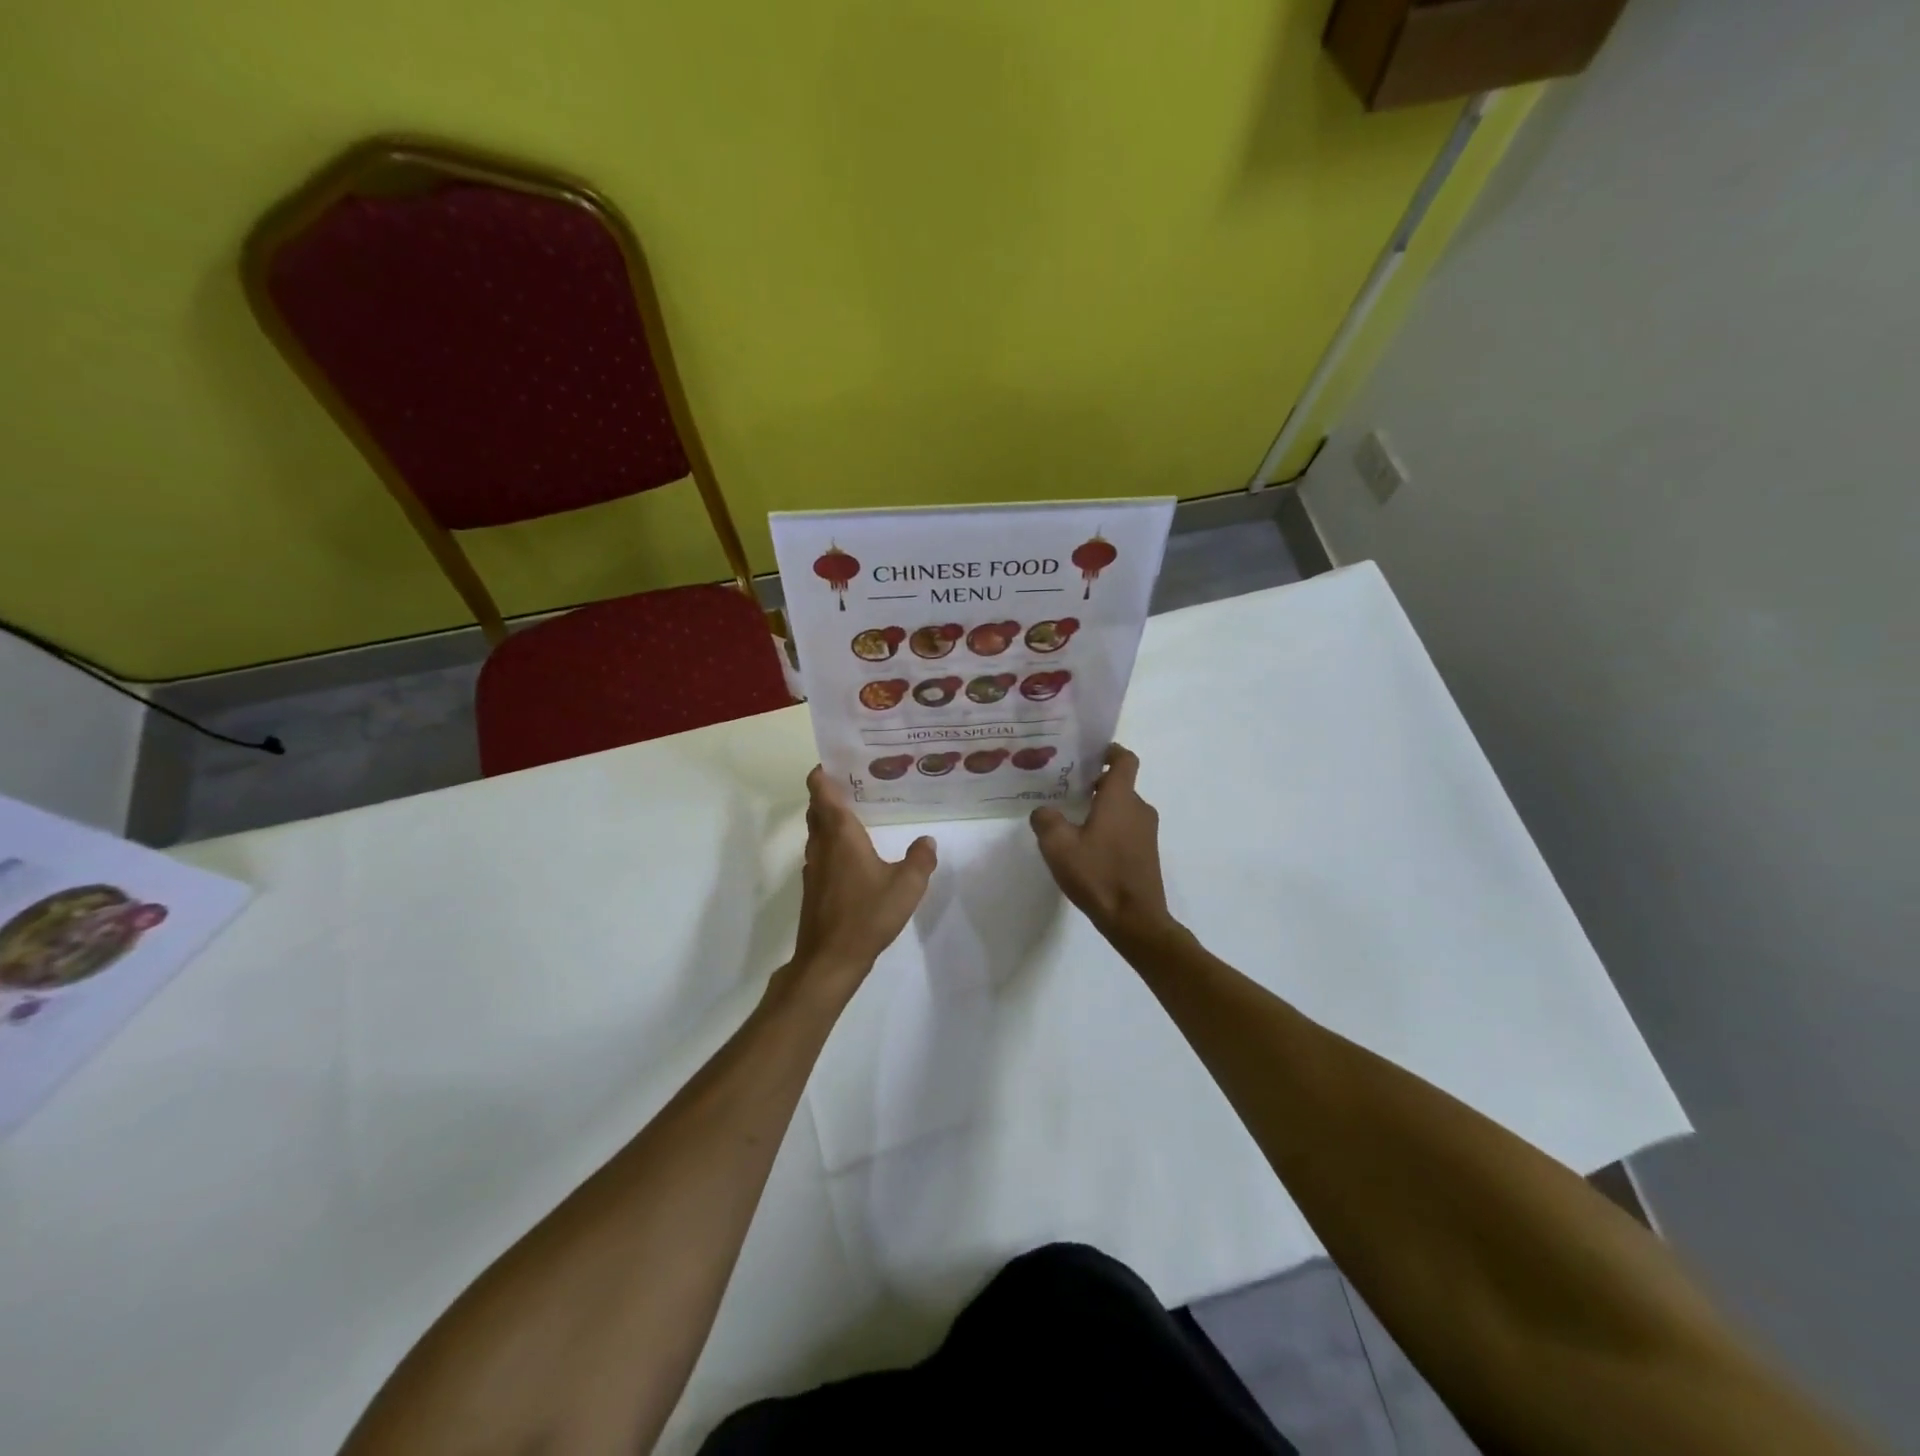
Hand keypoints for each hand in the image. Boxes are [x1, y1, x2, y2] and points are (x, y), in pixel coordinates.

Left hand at [790, 767, 935, 993]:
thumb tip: (927, 840)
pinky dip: (833, 843)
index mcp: (840, 835)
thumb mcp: (906, 886)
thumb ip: (920, 860)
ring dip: (830, 819)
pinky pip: (821, 853)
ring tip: (860, 814)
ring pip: (817, 832)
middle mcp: (822, 845)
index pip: (821, 791)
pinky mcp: (814, 888)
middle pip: (817, 809)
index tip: (837, 760)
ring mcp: (814, 868)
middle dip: (830, 793)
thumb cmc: (867, 915)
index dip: (822, 772)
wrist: (830, 959)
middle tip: (858, 783)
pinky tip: (856, 855)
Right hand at [1030, 744, 1173, 943]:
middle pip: (1120, 784)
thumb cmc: (1098, 875)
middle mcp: (1139, 809)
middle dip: (1096, 783)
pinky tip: (1088, 847)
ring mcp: (1147, 832)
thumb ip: (1046, 820)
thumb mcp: (1058, 846)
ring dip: (1102, 808)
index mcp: (1121, 799)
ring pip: (1123, 808)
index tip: (1090, 753)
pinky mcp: (1147, 853)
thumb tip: (1043, 811)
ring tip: (1073, 820)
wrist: (1135, 920)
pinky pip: (1127, 828)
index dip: (1110, 751)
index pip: (1125, 760)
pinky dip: (1110, 828)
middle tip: (1067, 789)